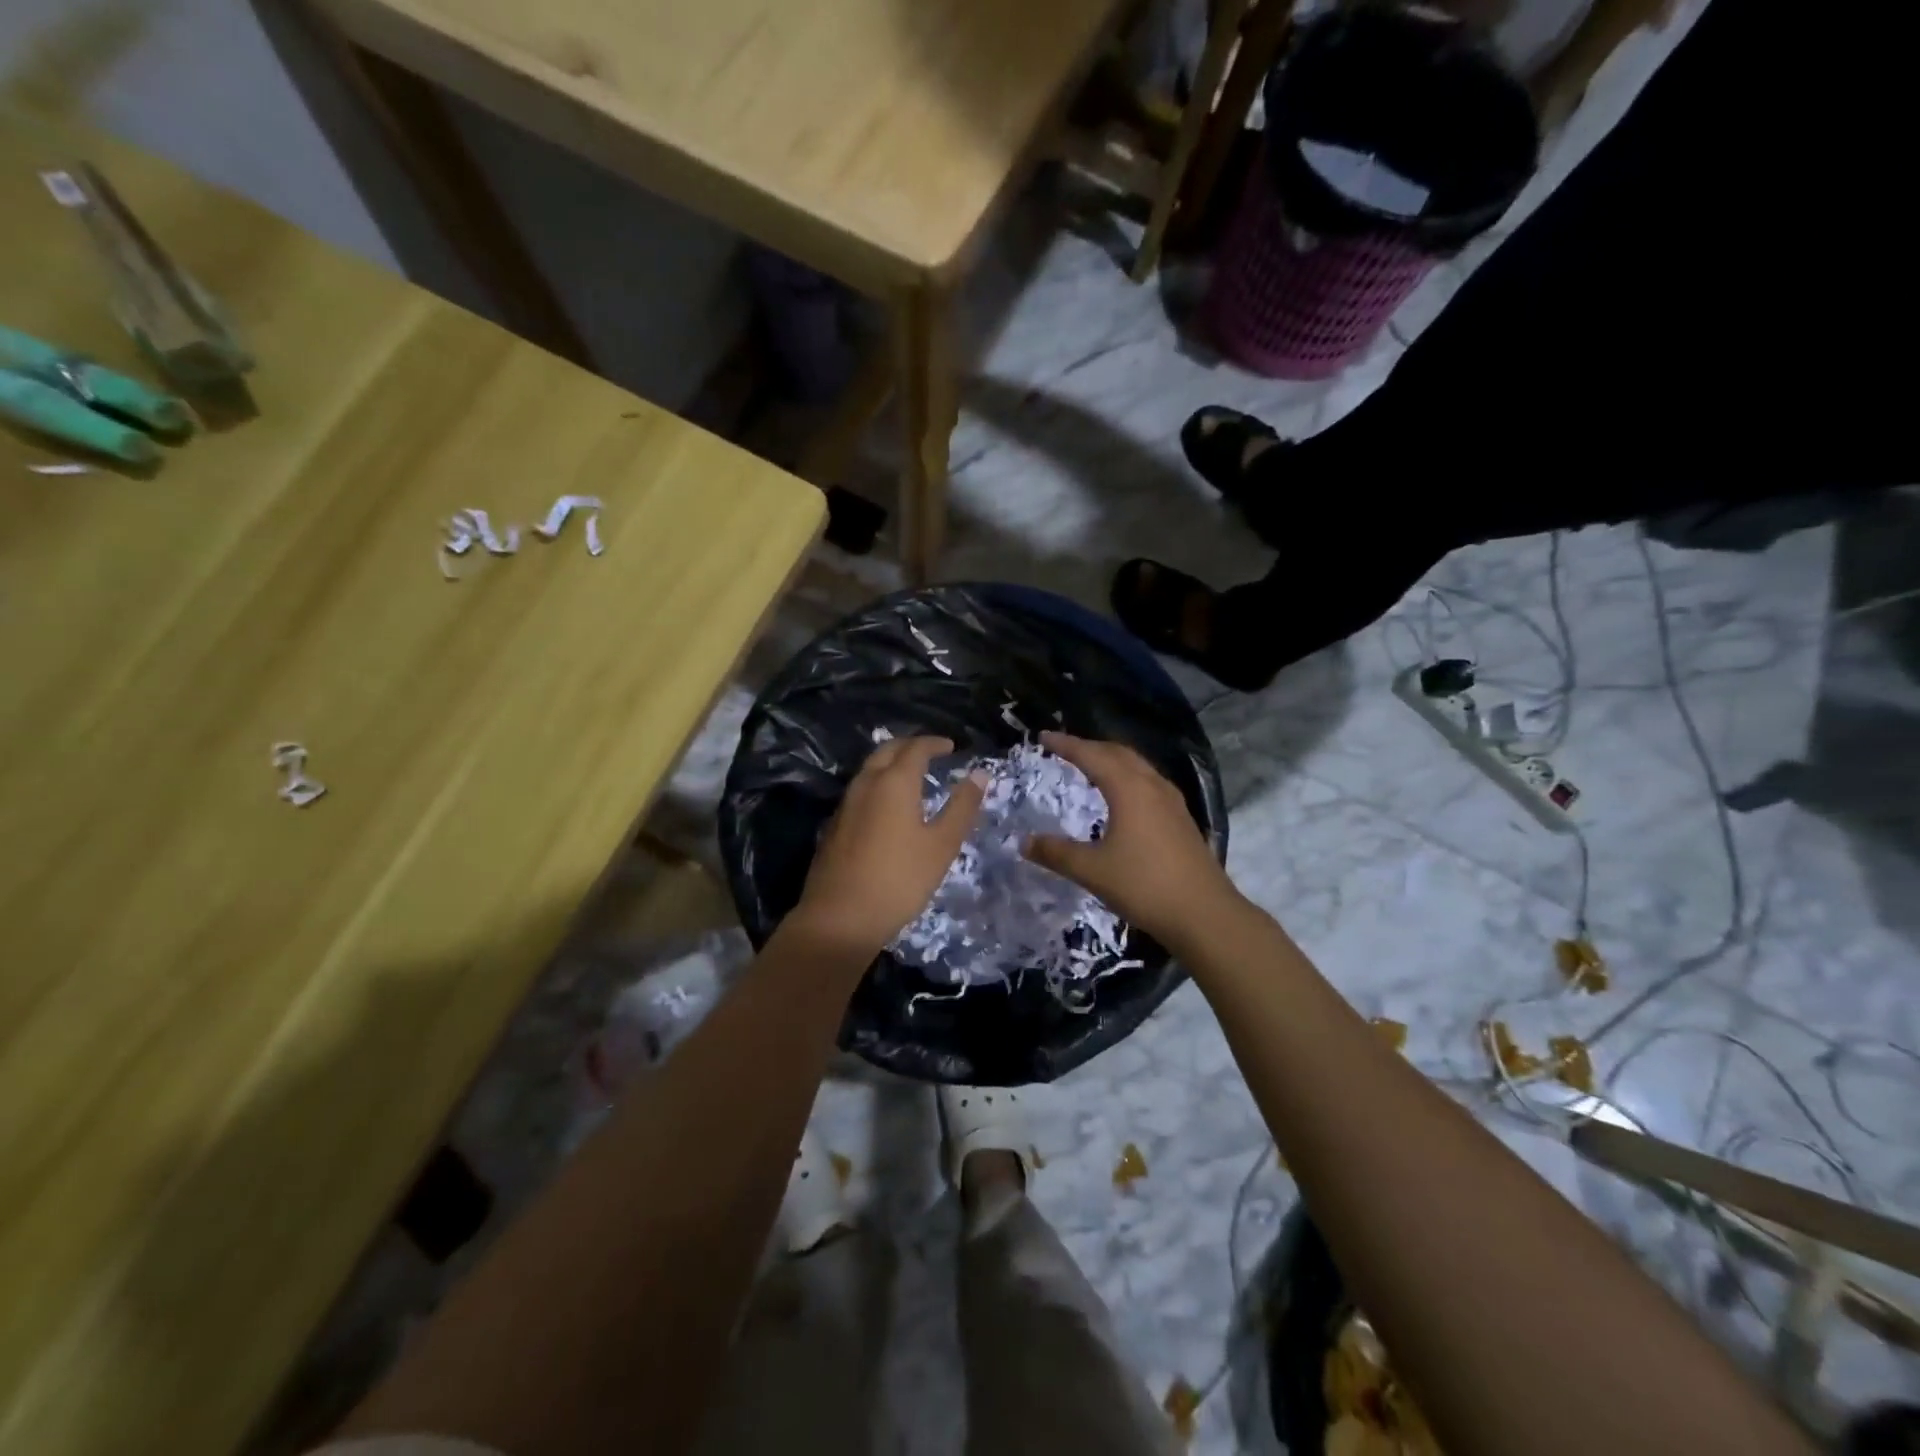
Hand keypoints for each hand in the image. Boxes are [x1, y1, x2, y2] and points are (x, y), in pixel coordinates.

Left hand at [792, 736, 986, 954]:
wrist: (840, 917)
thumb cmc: (899, 879)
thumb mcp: (941, 845)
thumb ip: (962, 807)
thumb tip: (980, 774)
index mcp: (894, 782)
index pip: (915, 748)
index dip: (934, 743)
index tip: (951, 747)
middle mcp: (866, 784)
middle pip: (887, 751)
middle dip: (910, 746)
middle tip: (931, 753)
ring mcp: (845, 804)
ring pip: (869, 769)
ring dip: (891, 764)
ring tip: (912, 777)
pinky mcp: (835, 825)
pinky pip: (860, 790)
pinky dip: (878, 784)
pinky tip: (887, 806)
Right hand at [1021, 732, 1240, 947]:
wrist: (1204, 914)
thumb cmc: (1144, 886)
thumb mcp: (1092, 870)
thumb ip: (1056, 853)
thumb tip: (1023, 842)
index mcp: (1128, 789)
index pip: (1091, 755)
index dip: (1066, 744)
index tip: (1043, 736)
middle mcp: (1152, 785)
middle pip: (1117, 753)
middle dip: (1089, 746)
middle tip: (1064, 747)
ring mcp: (1171, 801)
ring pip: (1137, 766)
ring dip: (1111, 759)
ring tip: (1091, 765)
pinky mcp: (1181, 818)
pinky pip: (1149, 782)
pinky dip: (1128, 776)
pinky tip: (1123, 796)